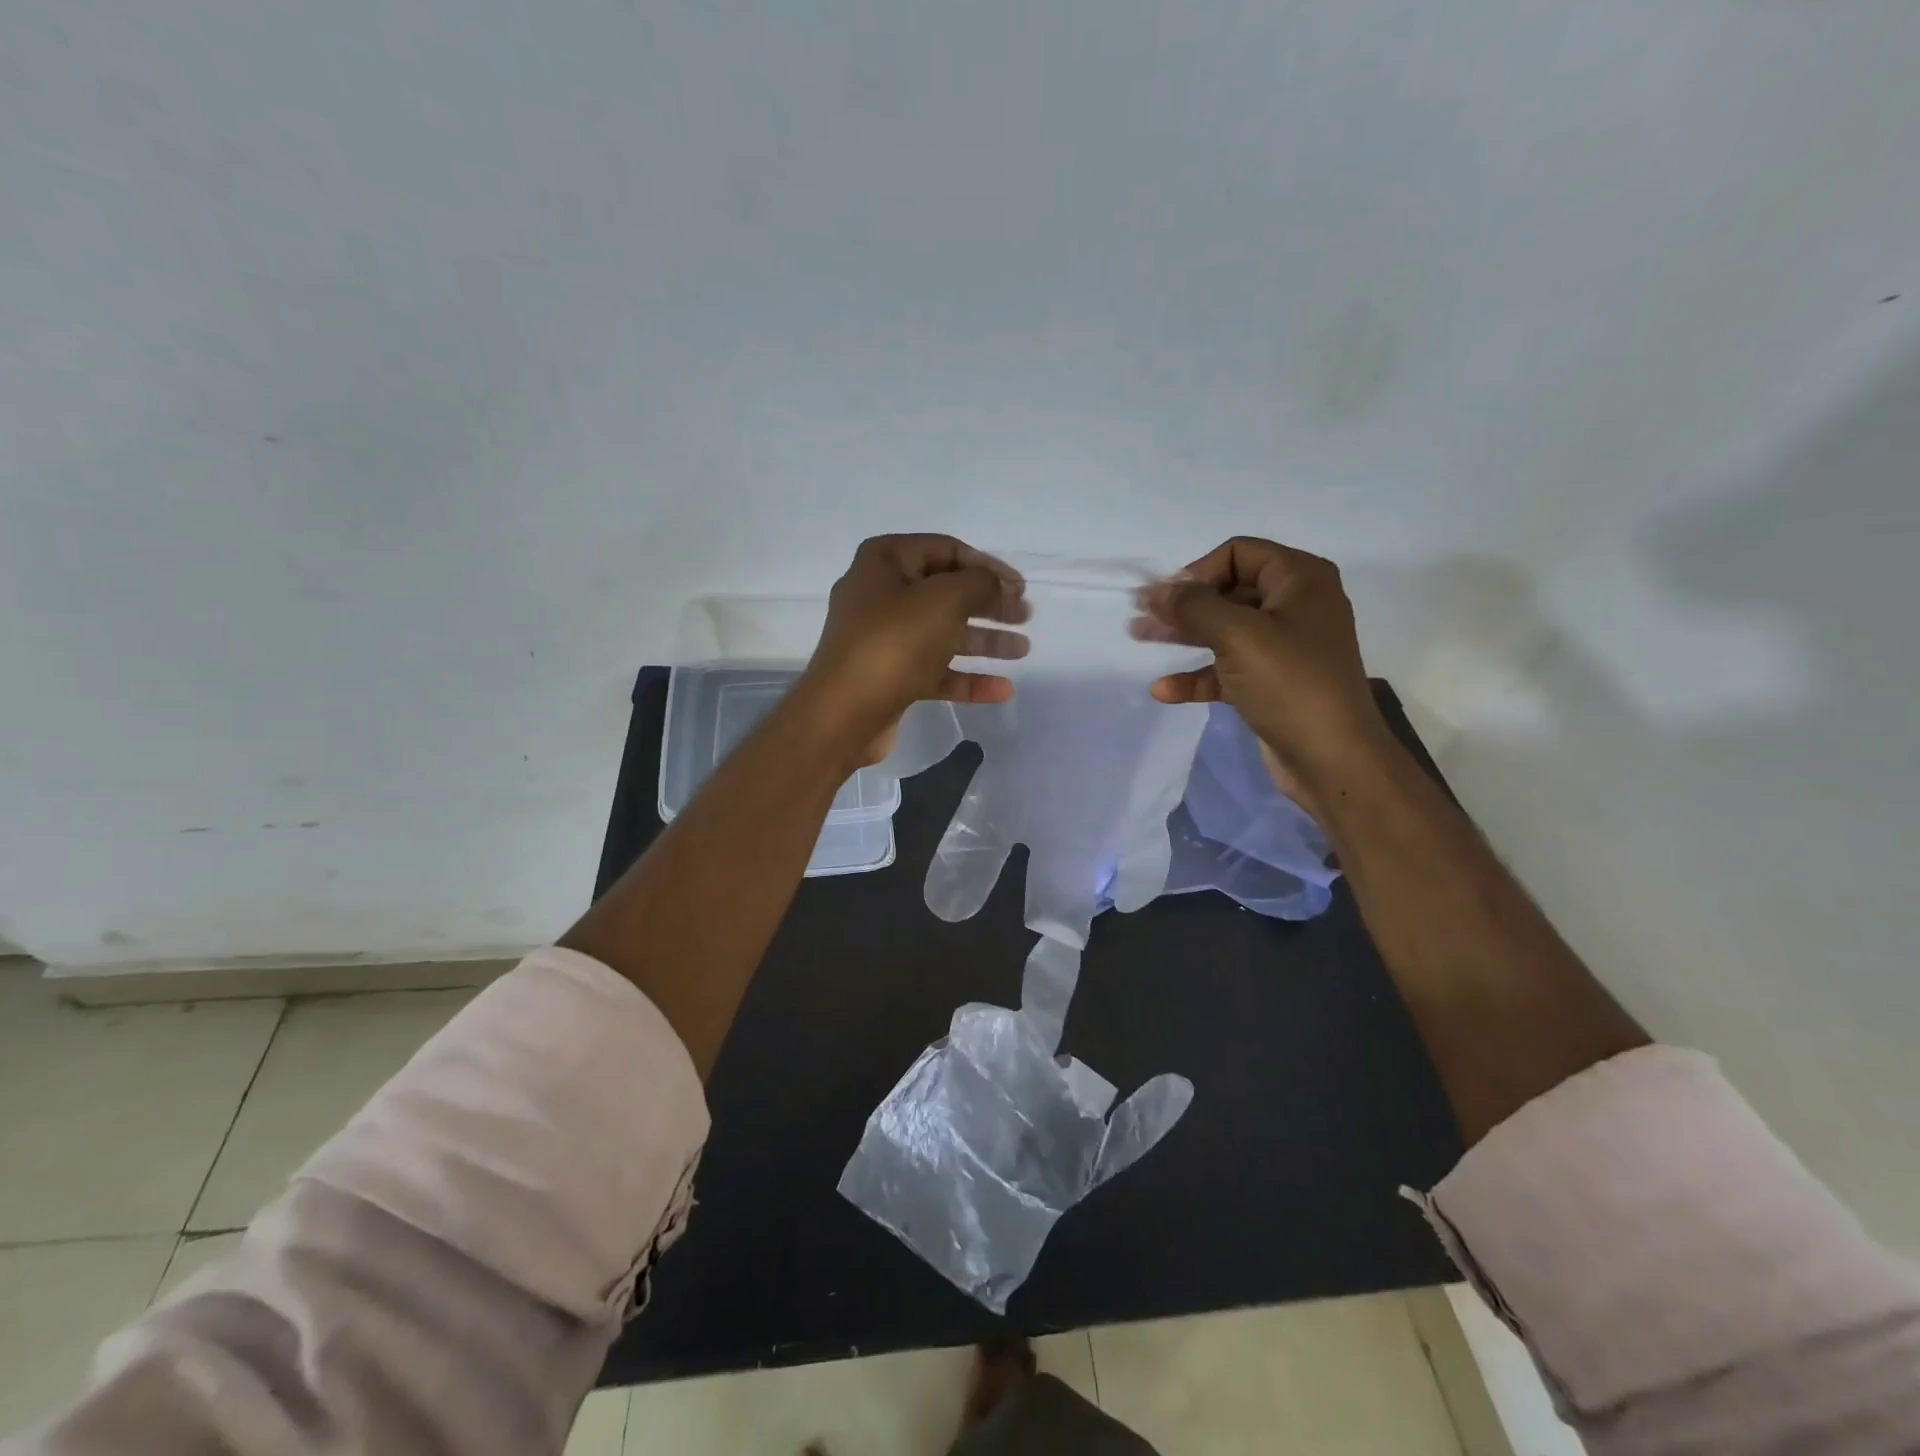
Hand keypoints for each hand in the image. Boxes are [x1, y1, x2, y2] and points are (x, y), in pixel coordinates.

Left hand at [796, 534, 1027, 761]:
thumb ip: (980, 584)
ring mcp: (884, 639)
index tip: (1020, 588)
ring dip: (984, 642)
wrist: (844, 713)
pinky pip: (936, 671)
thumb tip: (1000, 586)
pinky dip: (968, 678)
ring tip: (1023, 650)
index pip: (946, 550)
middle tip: (1025, 617)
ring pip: (944, 634)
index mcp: (885, 562)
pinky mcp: (891, 677)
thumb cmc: (893, 643)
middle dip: (989, 605)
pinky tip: (1002, 689)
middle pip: (947, 593)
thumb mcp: (944, 600)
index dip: (987, 566)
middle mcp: (881, 595)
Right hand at [1135, 537, 1389, 806]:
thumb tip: (1156, 590)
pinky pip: (1228, 668)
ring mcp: (1284, 646)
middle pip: (1228, 590)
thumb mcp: (1238, 635)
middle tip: (1142, 618)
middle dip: (1184, 604)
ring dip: (1183, 635)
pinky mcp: (1272, 682)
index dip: (1198, 571)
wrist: (1333, 759)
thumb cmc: (1290, 684)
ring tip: (1141, 639)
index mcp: (1300, 579)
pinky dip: (1198, 675)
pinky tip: (1165, 691)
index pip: (1238, 553)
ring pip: (1224, 630)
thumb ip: (1193, 606)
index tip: (1166, 600)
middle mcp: (1295, 605)